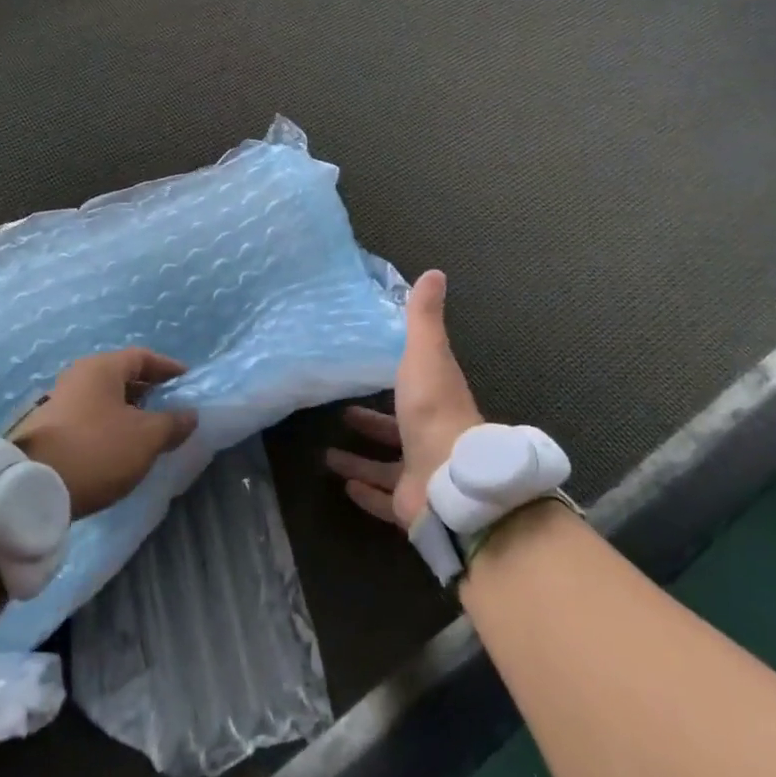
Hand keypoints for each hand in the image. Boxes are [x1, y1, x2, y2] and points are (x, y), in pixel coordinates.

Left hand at [10, 349, 197, 517]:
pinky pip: (90, 418)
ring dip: (129, 411)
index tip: (188, 381)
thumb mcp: (146, 437)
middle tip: (172, 407)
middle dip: (149, 390)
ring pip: (104, 399)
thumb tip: (190, 415)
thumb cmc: (97, 450)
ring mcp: (59, 402)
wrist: (31, 488)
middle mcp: (78, 377)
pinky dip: (110, 426)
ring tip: (150, 431)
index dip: (168, 367)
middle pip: (121, 376)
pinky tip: (121, 448)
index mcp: (102, 368)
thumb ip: (173, 423)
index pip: (142, 356)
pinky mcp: (49, 430)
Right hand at [327, 271, 482, 529]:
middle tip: (342, 412)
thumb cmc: (432, 409)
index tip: (371, 367)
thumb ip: (423, 317)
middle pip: (399, 427)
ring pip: (387, 465)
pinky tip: (342, 486)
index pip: (417, 383)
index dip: (397, 375)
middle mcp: (430, 434)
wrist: (449, 479)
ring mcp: (421, 471)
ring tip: (326, 453)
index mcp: (435, 398)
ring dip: (360, 458)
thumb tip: (434, 272)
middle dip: (372, 421)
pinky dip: (365, 493)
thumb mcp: (425, 353)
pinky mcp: (410, 503)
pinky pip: (384, 498)